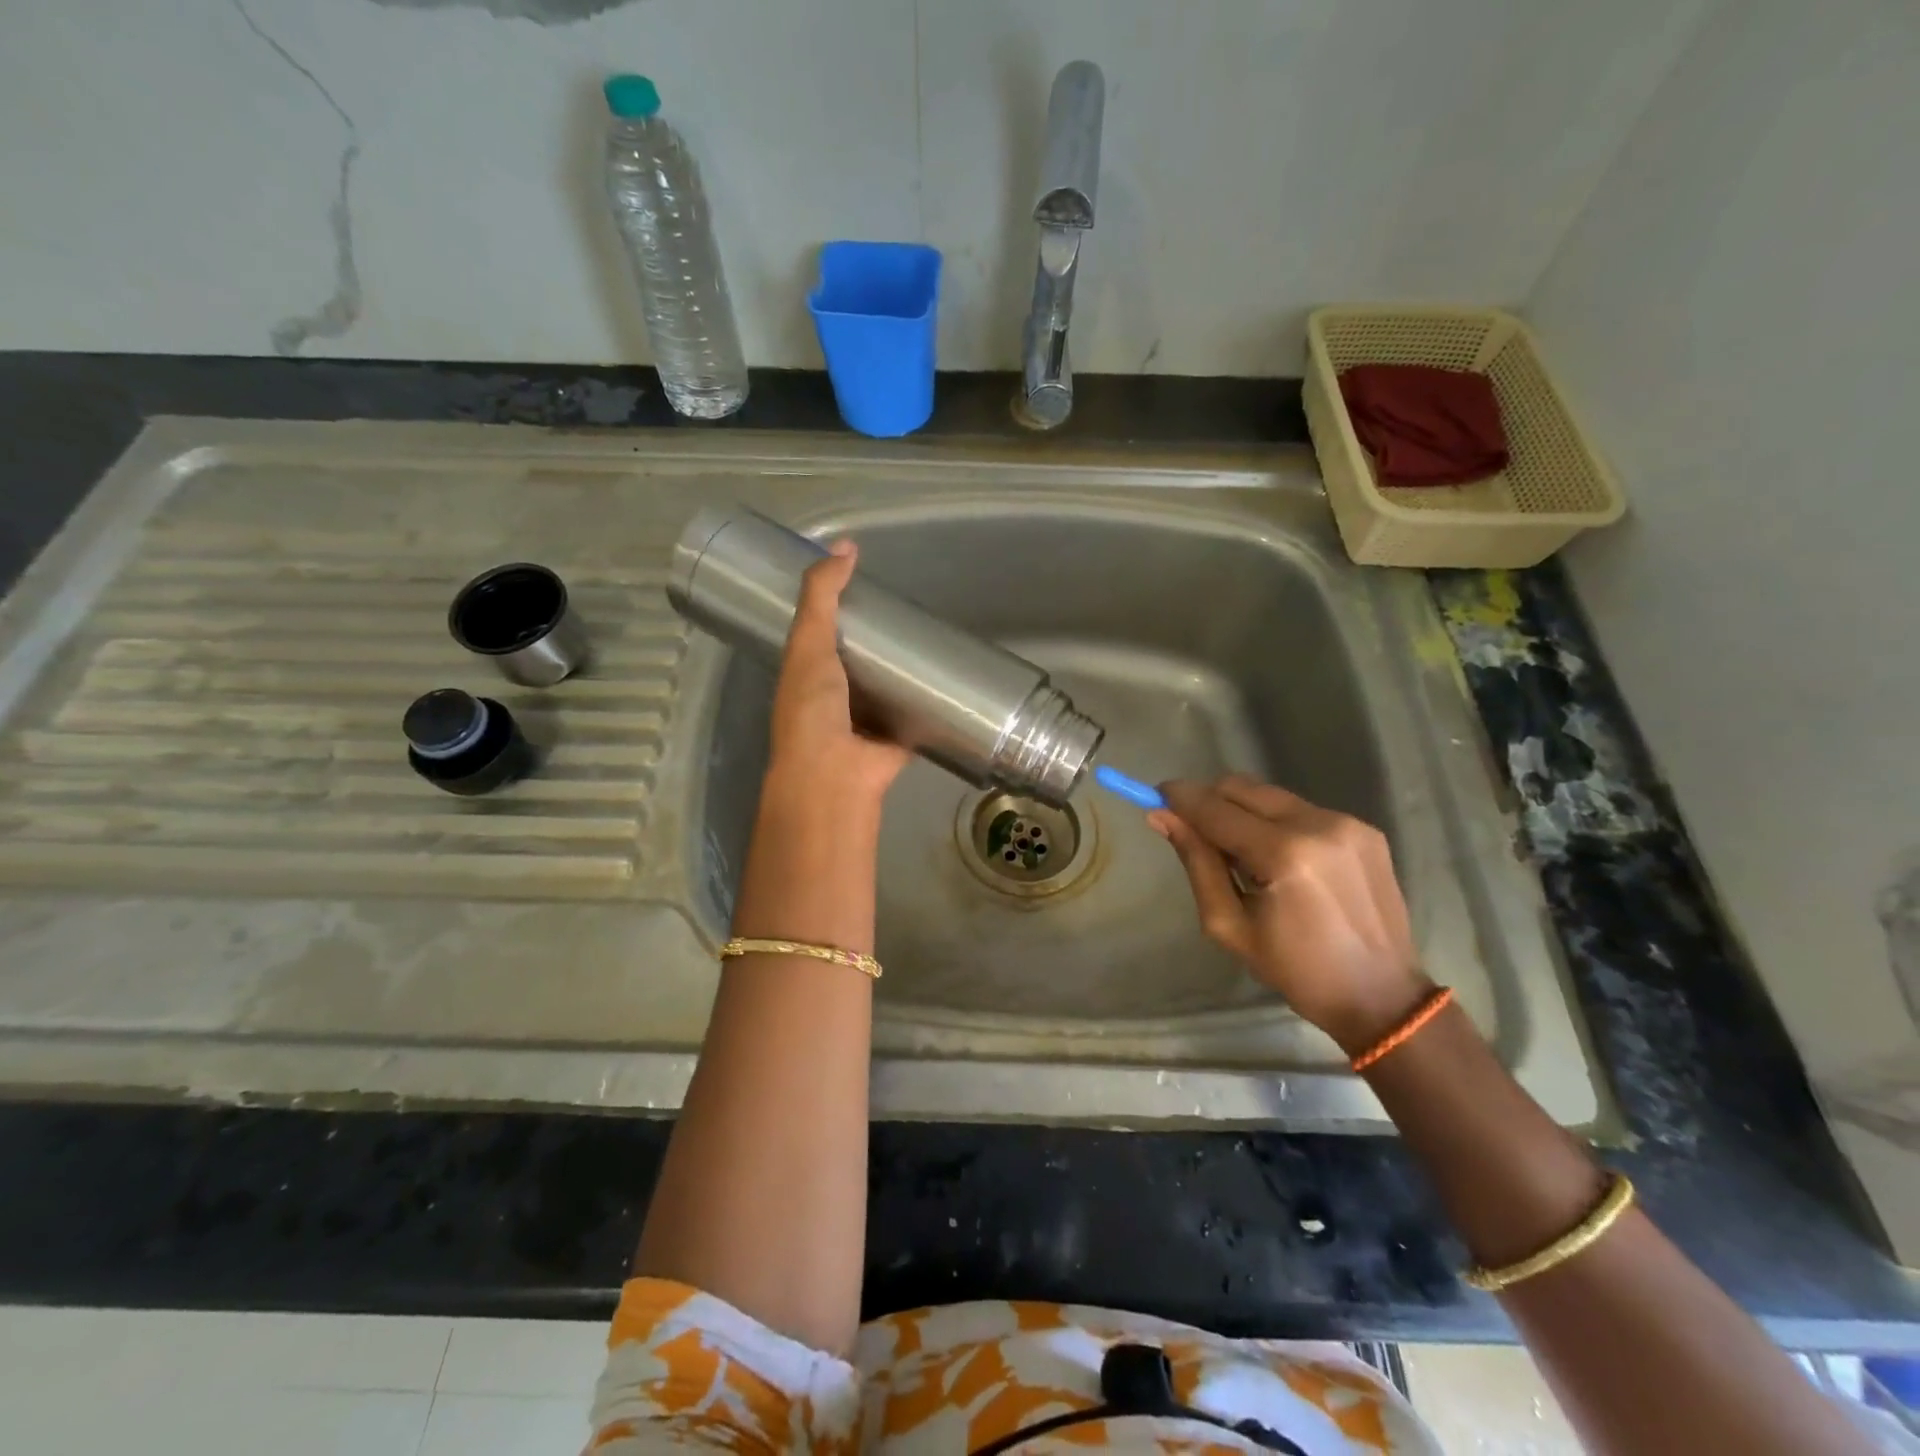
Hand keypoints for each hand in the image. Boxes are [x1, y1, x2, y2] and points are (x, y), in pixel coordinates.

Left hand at [761, 540, 910, 820]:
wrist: (835, 774)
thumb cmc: (813, 707)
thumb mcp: (809, 641)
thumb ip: (821, 595)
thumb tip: (845, 545)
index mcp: (805, 678)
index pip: (819, 637)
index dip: (837, 612)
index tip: (866, 588)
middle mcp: (832, 702)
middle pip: (857, 664)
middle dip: (878, 643)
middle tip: (909, 612)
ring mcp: (864, 726)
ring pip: (886, 693)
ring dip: (903, 675)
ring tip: (933, 642)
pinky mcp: (896, 743)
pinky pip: (914, 720)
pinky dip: (928, 708)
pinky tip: (950, 686)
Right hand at [1151, 774, 1429, 1054]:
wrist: (1382, 997)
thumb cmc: (1296, 971)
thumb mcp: (1229, 925)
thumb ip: (1196, 862)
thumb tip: (1161, 816)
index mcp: (1284, 855)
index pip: (1216, 808)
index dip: (1181, 798)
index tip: (1156, 795)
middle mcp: (1318, 825)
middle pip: (1242, 788)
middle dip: (1210, 800)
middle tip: (1192, 828)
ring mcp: (1347, 823)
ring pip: (1271, 795)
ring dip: (1242, 811)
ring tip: (1241, 855)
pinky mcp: (1365, 829)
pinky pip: (1301, 810)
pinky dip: (1276, 822)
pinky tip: (1279, 860)